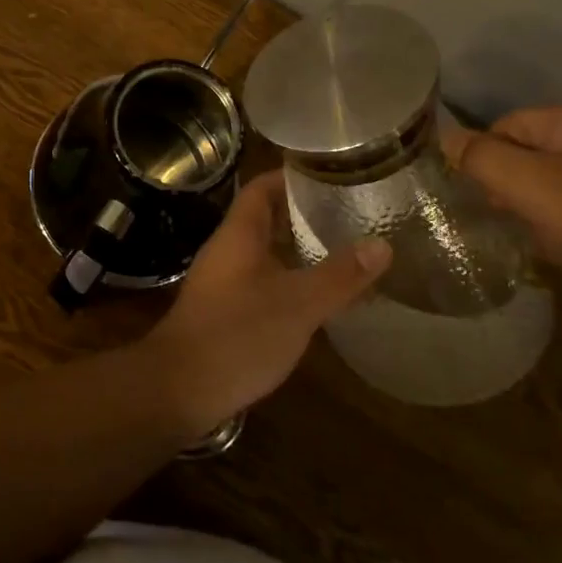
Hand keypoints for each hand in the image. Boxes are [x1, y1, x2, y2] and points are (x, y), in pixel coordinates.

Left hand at [140, 171, 390, 436]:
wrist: (179, 389)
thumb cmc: (237, 335)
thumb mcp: (298, 304)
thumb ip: (339, 275)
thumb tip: (382, 244)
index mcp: (239, 234)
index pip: (262, 187)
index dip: (292, 176)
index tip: (331, 174)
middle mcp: (227, 249)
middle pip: (265, 217)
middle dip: (303, 213)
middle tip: (349, 213)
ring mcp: (223, 281)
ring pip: (264, 251)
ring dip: (297, 248)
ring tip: (342, 251)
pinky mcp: (224, 310)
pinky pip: (261, 280)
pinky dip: (289, 279)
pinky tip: (316, 297)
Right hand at [442, 103, 561, 315]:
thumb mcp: (530, 188)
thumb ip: (481, 158)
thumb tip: (443, 137)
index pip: (511, 123)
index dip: (486, 157)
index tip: (479, 197)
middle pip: (533, 151)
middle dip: (510, 184)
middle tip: (505, 220)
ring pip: (557, 182)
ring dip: (536, 208)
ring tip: (533, 239)